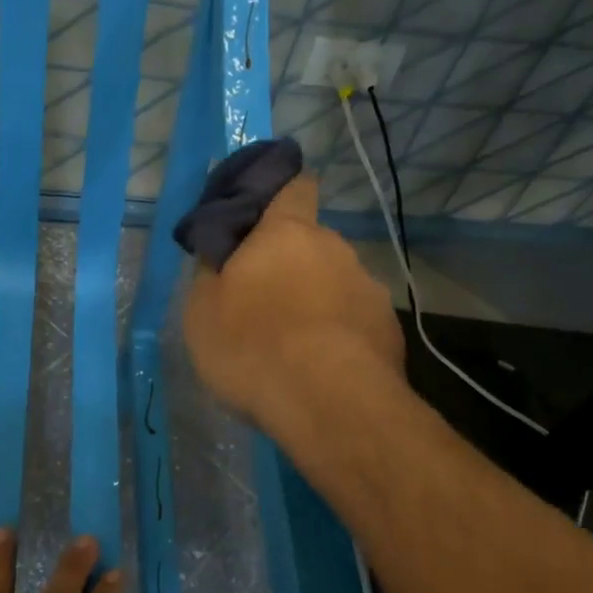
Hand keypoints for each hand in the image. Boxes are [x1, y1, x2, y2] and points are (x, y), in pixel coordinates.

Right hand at [182, 173, 404, 434]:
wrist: (329, 404)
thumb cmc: (253, 346)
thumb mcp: (202, 311)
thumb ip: (211, 272)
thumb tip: (220, 253)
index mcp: (287, 233)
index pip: (295, 187)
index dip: (282, 192)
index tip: (266, 212)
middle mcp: (335, 249)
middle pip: (312, 243)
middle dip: (292, 263)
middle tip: (265, 299)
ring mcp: (369, 289)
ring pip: (336, 284)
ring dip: (317, 301)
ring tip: (295, 345)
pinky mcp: (390, 330)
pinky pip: (355, 322)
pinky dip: (340, 335)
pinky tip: (323, 369)